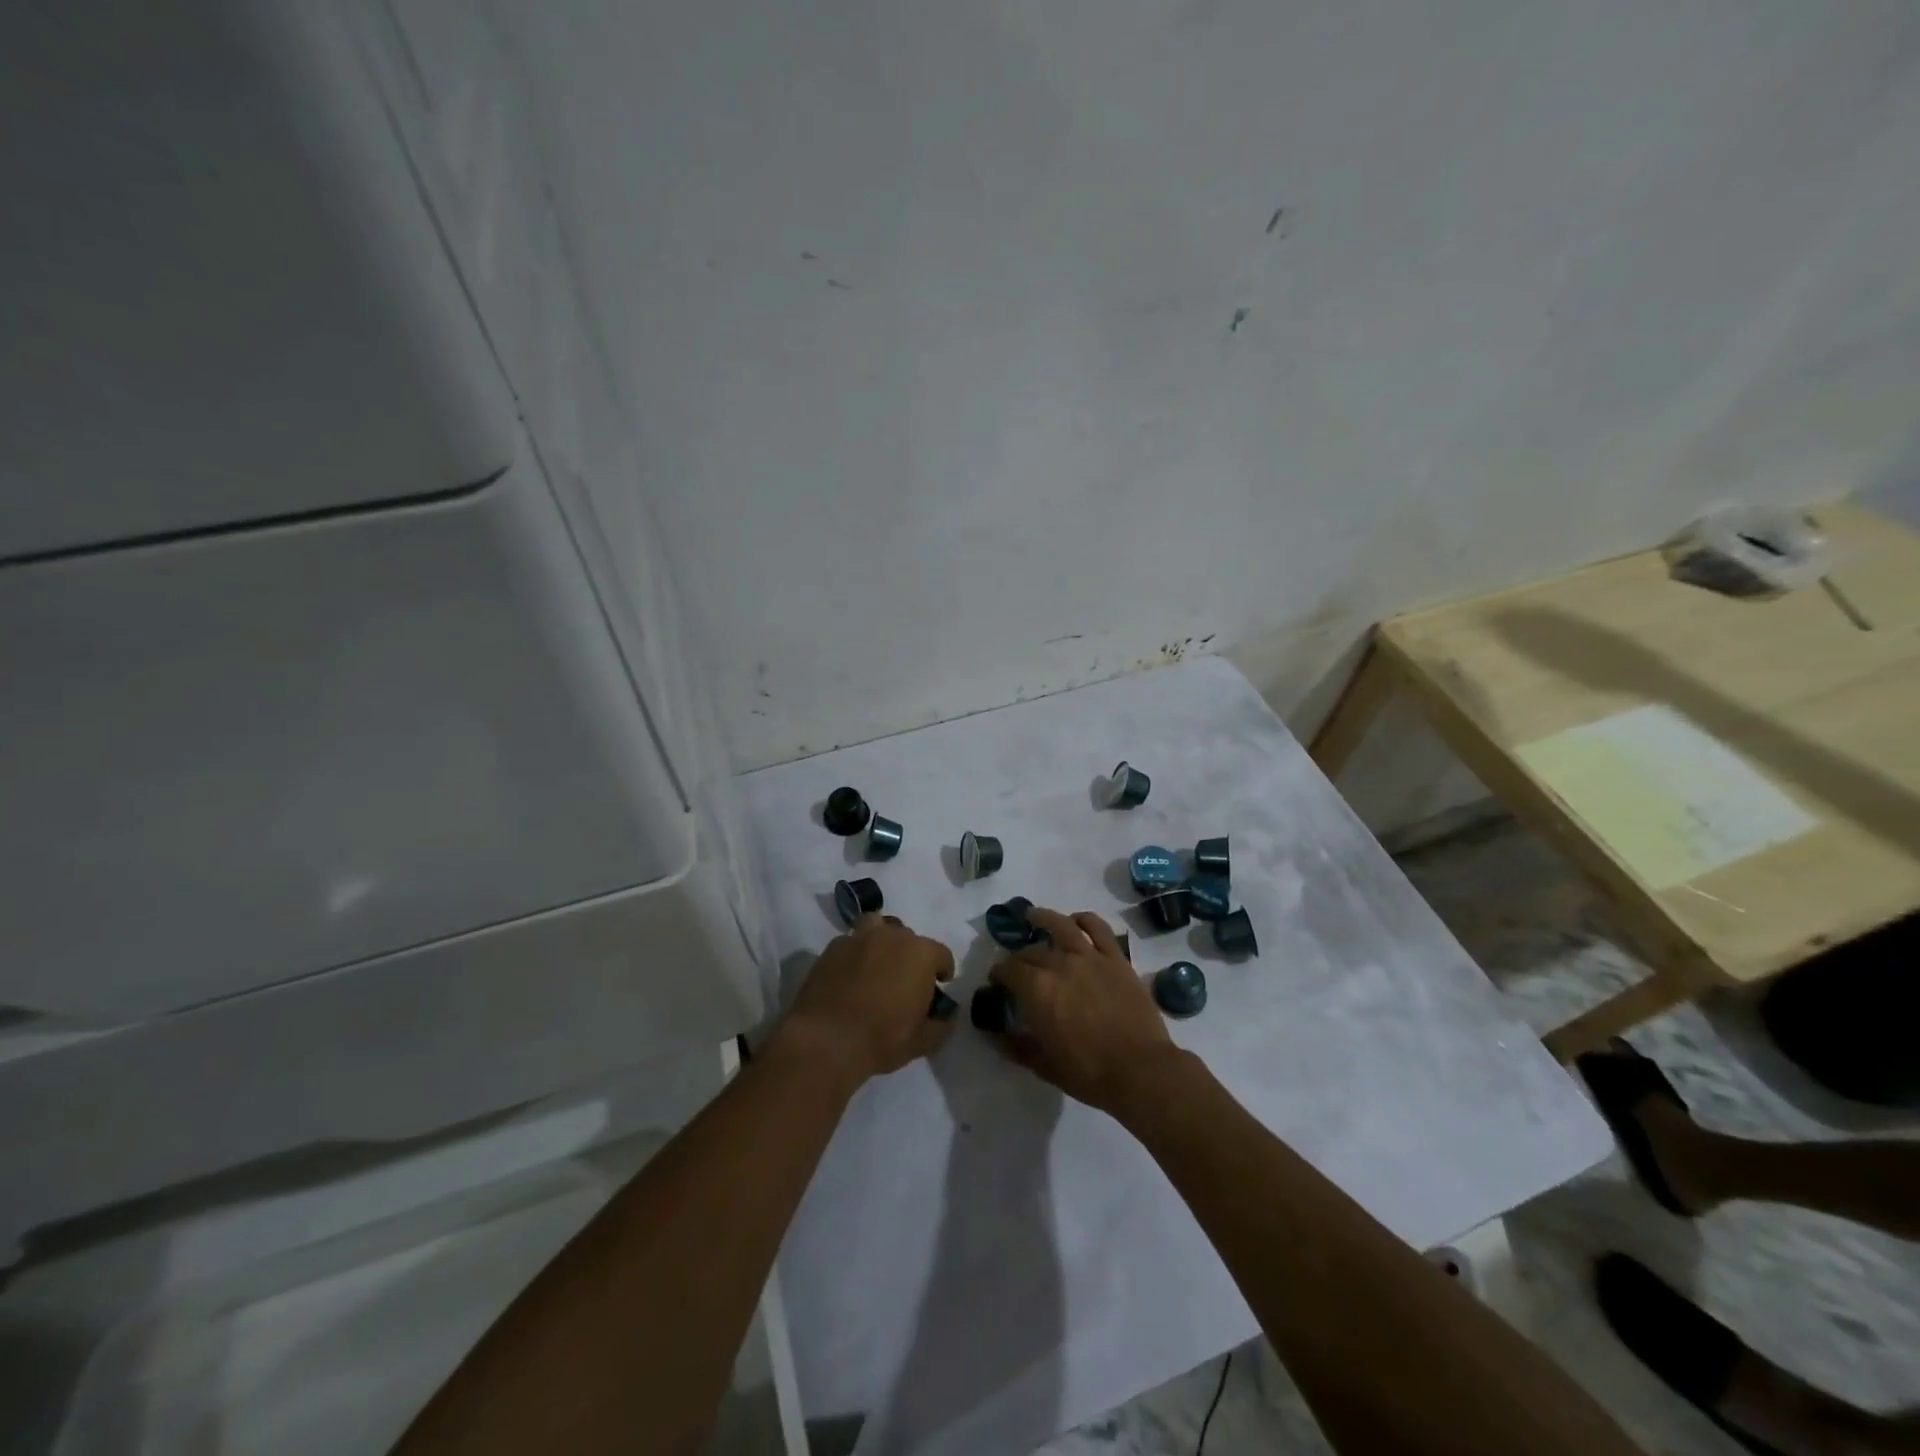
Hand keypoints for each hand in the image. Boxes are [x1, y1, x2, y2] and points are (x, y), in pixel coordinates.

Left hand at [777, 914, 955, 1085]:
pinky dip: (855, 953)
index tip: (938, 985)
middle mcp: (892, 936)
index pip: (941, 954)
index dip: (942, 970)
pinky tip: (850, 974)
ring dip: (882, 941)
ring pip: (877, 926)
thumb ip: (941, 1025)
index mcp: (920, 953)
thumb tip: (946, 1017)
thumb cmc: (882, 1038)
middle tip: (905, 981)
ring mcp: (859, 938)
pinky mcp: (833, 948)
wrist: (826, 1040)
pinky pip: (851, 942)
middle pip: (909, 938)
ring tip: (878, 964)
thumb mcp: (921, 1041)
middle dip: (911, 956)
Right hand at [988, 908, 1180, 1114]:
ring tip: (1034, 916)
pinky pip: (1098, 929)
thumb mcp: (1045, 1066)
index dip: (999, 974)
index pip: (1008, 970)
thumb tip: (995, 1038)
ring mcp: (1089, 957)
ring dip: (1044, 918)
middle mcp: (1059, 964)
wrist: (1140, 1070)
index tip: (996, 981)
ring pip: (1061, 925)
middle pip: (1031, 952)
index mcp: (1037, 989)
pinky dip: (1085, 920)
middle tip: (1018, 967)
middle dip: (1019, 958)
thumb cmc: (1088, 1072)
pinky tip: (1077, 920)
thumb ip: (1017, 1048)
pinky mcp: (1115, 959)